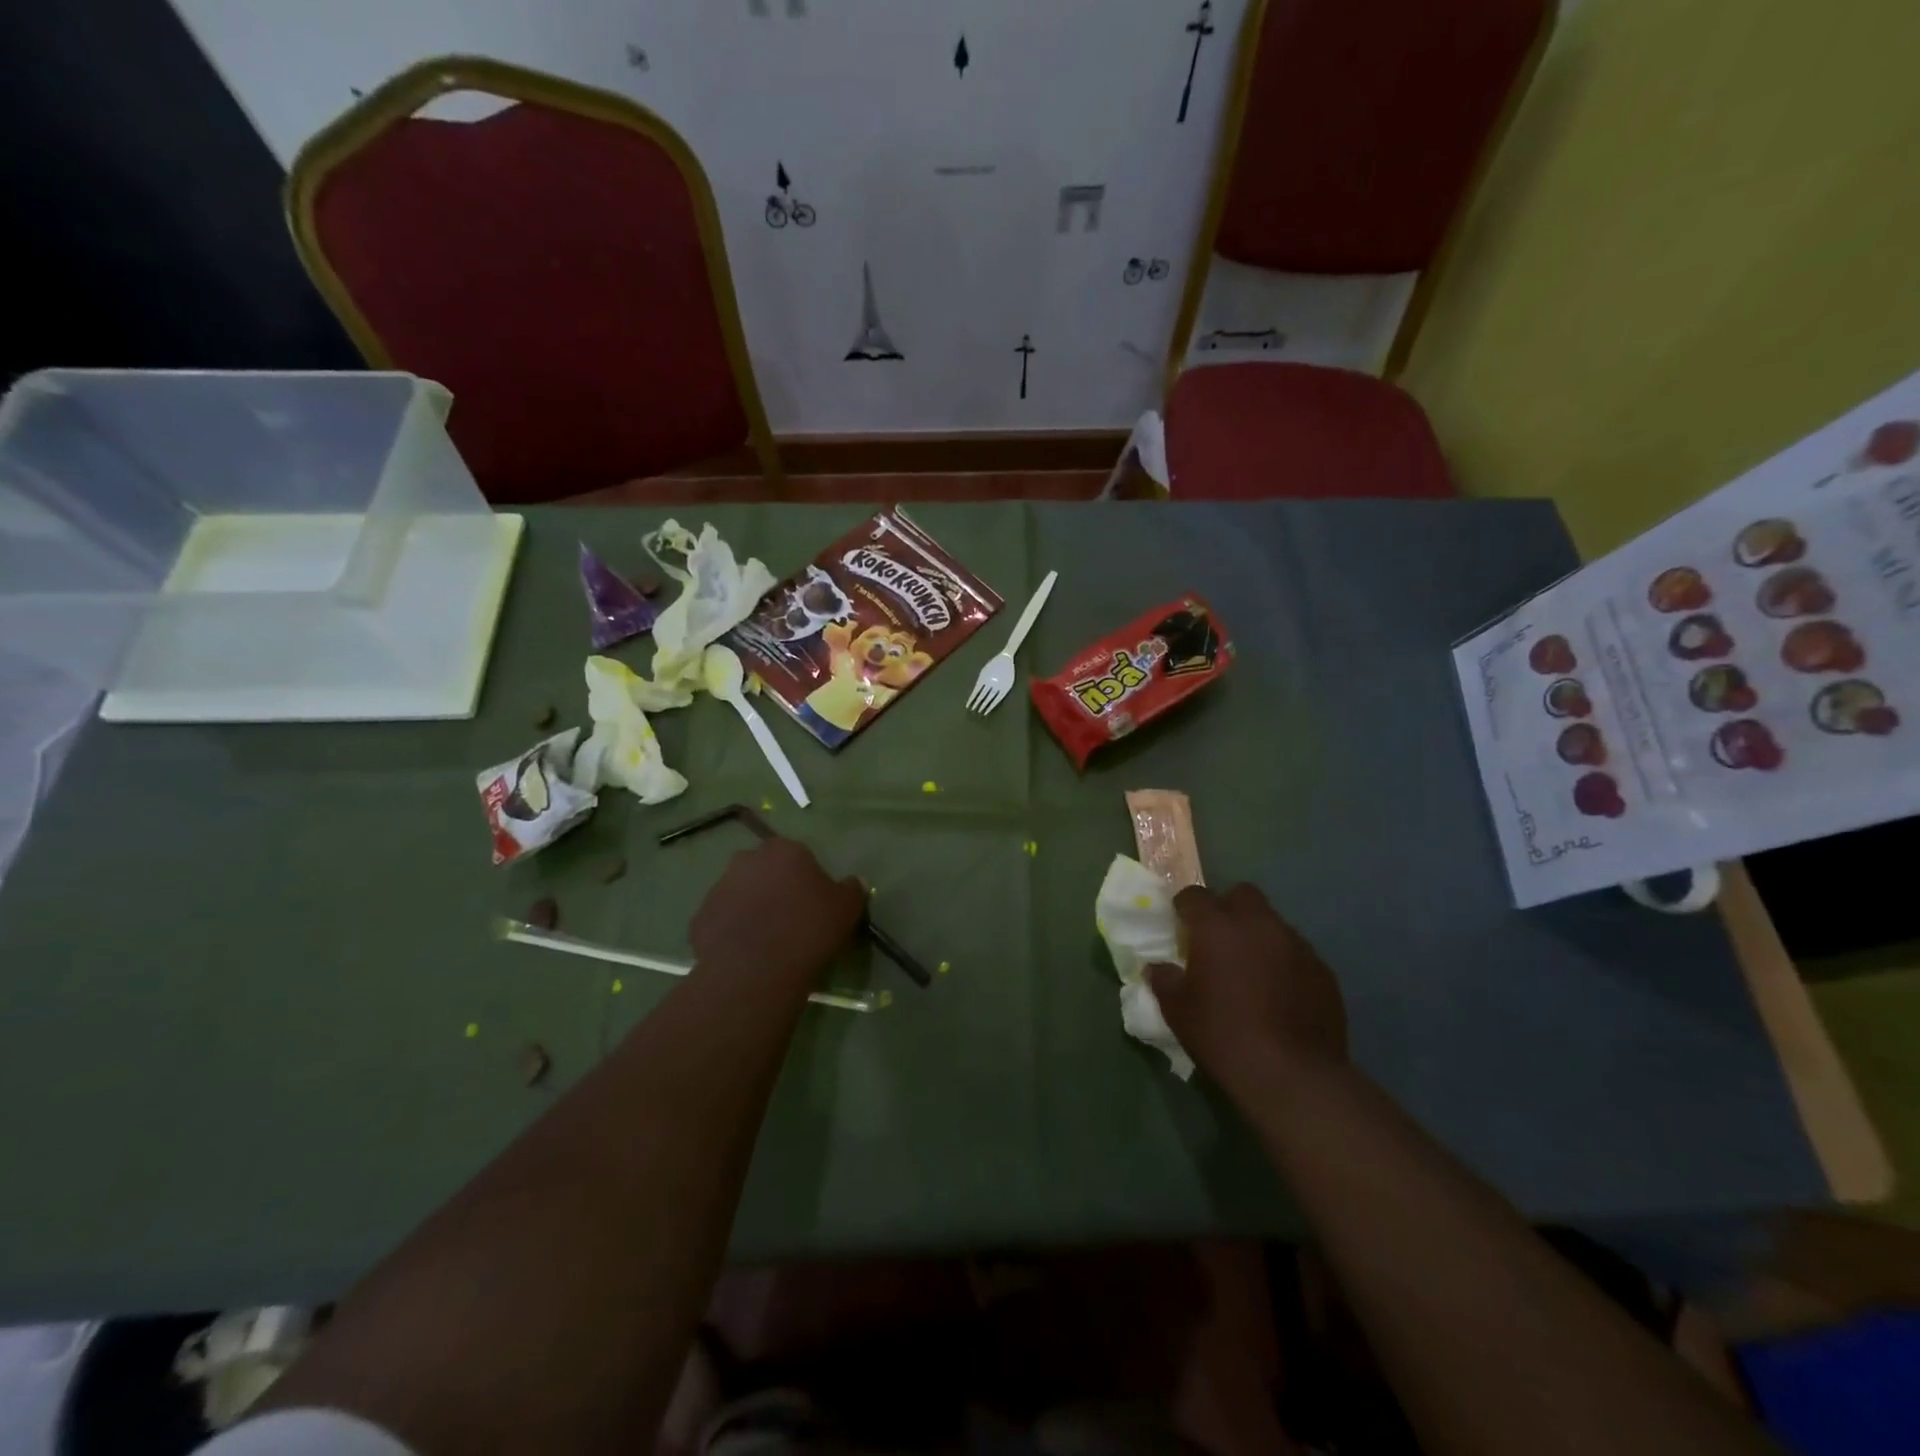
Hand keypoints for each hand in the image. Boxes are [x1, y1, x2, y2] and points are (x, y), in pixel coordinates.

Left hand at [690, 837, 866, 990]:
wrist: (758, 970)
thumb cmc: (809, 929)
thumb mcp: (847, 908)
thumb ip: (851, 889)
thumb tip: (853, 882)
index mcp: (784, 850)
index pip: (797, 856)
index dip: (805, 879)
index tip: (813, 903)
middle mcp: (746, 860)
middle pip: (763, 871)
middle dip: (773, 888)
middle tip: (788, 919)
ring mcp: (717, 888)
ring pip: (739, 895)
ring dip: (750, 909)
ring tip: (766, 941)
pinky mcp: (699, 919)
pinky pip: (721, 922)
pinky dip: (731, 933)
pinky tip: (745, 955)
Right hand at [1147, 884, 1347, 1096]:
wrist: (1293, 1076)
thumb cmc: (1224, 1036)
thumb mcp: (1178, 1011)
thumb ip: (1164, 980)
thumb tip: (1158, 968)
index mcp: (1217, 927)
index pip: (1194, 896)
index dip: (1184, 907)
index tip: (1180, 925)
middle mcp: (1259, 924)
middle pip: (1242, 895)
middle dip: (1227, 908)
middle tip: (1218, 939)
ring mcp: (1296, 945)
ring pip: (1272, 923)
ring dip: (1258, 936)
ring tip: (1251, 970)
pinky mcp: (1323, 970)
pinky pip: (1296, 953)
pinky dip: (1283, 963)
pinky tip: (1279, 994)